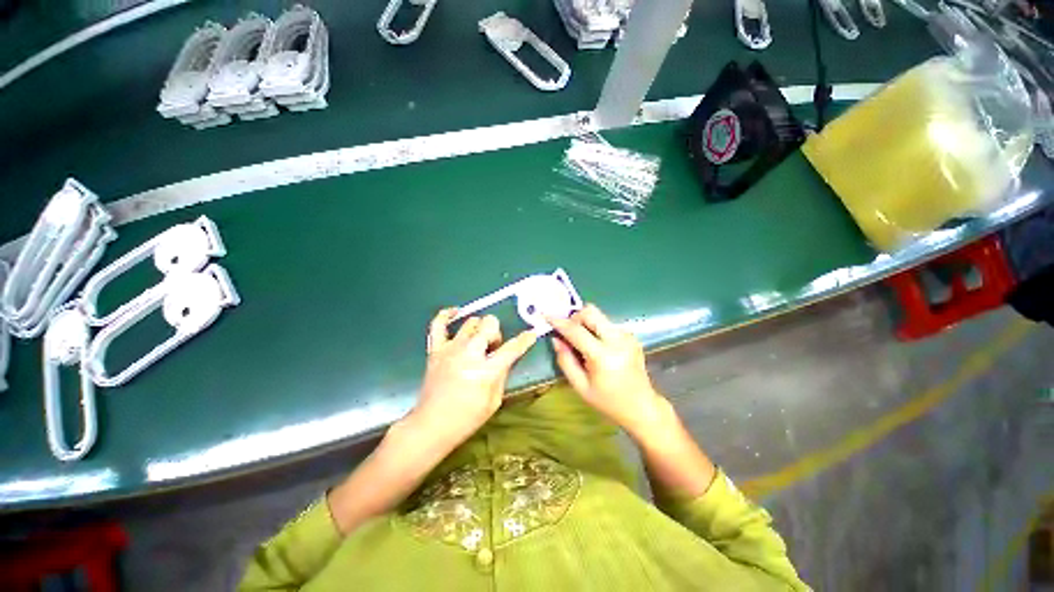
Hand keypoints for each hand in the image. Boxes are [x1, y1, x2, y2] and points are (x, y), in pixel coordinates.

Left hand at [410, 309, 537, 447]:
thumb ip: (502, 374)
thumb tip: (506, 357)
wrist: (431, 425)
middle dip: (497, 333)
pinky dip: (446, 315)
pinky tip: (455, 312)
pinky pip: (438, 324)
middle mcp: (468, 354)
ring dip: (479, 329)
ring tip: (478, 342)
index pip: (512, 348)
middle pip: (489, 325)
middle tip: (494, 347)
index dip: (525, 339)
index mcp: (486, 371)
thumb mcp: (494, 400)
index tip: (531, 333)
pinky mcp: (435, 350)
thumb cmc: (467, 418)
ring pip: (471, 322)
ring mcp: (450, 349)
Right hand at [549, 304, 665, 435]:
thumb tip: (556, 339)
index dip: (559, 322)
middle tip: (568, 331)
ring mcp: (627, 336)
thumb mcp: (580, 386)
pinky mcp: (631, 336)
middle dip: (575, 317)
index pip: (576, 331)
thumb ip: (565, 360)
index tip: (547, 316)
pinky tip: (597, 347)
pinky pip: (607, 324)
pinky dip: (597, 330)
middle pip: (591, 312)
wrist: (641, 406)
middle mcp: (617, 340)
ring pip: (599, 316)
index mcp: (603, 356)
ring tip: (583, 342)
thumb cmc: (608, 401)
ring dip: (586, 323)